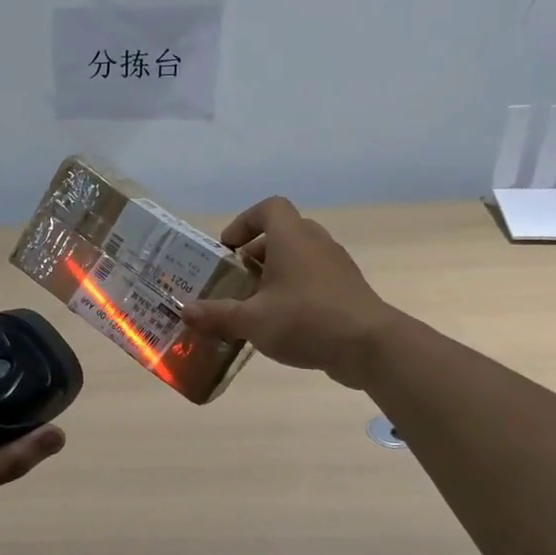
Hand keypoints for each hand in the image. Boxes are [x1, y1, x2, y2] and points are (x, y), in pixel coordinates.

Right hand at [180, 197, 401, 388]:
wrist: (371, 346)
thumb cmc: (306, 319)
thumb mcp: (252, 320)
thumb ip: (216, 314)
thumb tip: (185, 311)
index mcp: (292, 238)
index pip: (269, 208)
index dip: (245, 222)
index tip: (228, 249)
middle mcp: (315, 243)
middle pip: (282, 234)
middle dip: (255, 254)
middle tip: (236, 281)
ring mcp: (336, 266)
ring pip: (299, 258)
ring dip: (275, 274)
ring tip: (255, 304)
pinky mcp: (347, 290)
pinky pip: (314, 279)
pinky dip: (295, 291)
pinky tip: (281, 323)